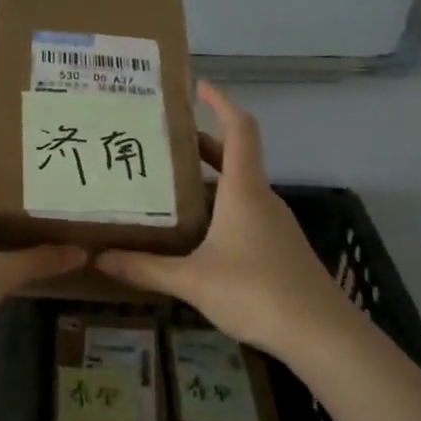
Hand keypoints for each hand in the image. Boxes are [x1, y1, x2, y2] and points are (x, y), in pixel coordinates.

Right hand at [97, 82, 360, 365]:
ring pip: (237, 188)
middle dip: (199, 145)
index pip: (239, 130)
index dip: (221, 103)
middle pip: (233, 157)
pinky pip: (244, 213)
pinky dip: (218, 208)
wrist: (321, 334)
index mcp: (244, 191)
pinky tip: (193, 232)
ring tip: (166, 185)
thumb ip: (145, 268)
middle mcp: (261, 198)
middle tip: (160, 142)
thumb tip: (99, 258)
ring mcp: (273, 224)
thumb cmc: (256, 292)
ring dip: (206, 180)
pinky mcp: (278, 247)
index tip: (198, 86)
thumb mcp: (192, 280)